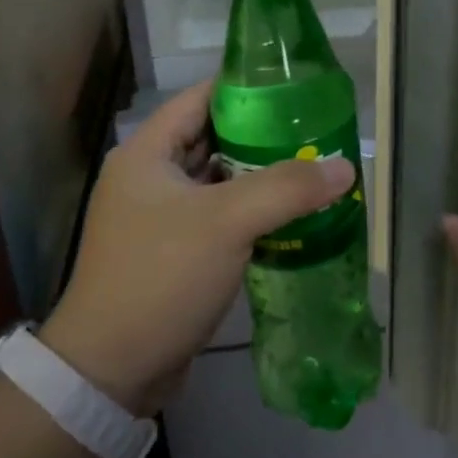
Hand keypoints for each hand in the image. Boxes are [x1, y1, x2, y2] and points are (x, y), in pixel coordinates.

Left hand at [41, 80, 353, 414]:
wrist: (111, 370)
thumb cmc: (161, 276)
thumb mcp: (227, 222)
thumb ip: (287, 188)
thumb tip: (345, 166)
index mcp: (147, 153)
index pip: (200, 98)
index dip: (245, 88)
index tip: (294, 87)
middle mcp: (148, 177)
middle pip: (212, 139)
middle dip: (261, 135)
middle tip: (313, 131)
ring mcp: (158, 217)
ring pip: (218, 181)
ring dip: (258, 177)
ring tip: (311, 168)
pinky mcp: (172, 252)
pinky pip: (217, 217)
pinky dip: (249, 213)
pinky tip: (290, 216)